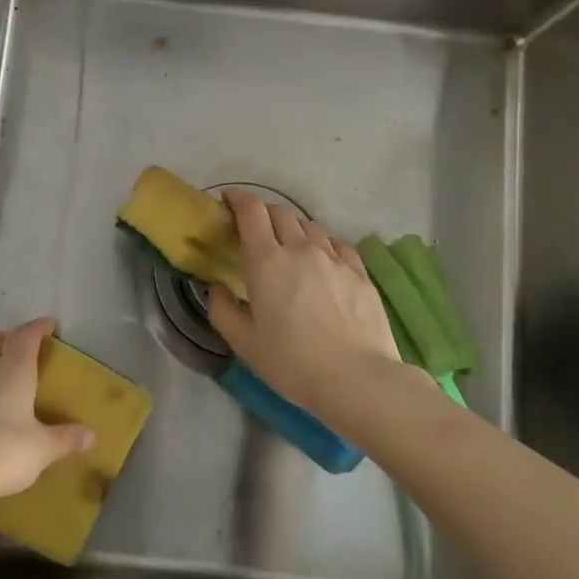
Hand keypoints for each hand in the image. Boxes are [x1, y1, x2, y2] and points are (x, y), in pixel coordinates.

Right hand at [207, 189, 400, 415]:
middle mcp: (300, 249)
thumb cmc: (292, 363)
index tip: (228, 201)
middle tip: (253, 228)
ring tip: (288, 247)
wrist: (356, 379)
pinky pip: (337, 244)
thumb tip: (218, 288)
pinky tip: (322, 260)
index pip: (251, 211)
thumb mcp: (244, 343)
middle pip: (280, 213)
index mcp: (266, 261)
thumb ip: (223, 310)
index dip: (238, 199)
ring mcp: (334, 258)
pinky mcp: (359, 272)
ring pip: (310, 227)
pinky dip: (323, 244)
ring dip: (293, 229)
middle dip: (262, 212)